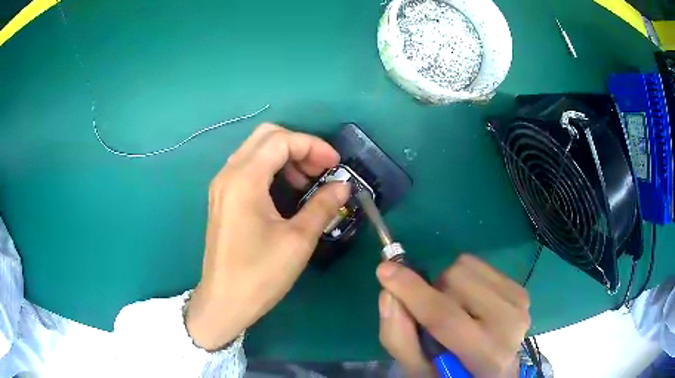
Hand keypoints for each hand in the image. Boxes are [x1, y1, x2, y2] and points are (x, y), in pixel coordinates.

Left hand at [186, 124, 349, 349]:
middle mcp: (228, 174)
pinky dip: (272, 169)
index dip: (313, 146)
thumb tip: (343, 185)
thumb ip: (323, 205)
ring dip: (286, 156)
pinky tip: (289, 190)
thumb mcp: (298, 240)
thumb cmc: (260, 274)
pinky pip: (249, 167)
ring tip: (309, 181)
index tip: (336, 165)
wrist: (225, 302)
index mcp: (244, 179)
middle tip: (322, 169)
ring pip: (257, 150)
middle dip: (299, 146)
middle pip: (266, 136)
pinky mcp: (223, 198)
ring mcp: (223, 185)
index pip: (281, 141)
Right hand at [377, 255, 529, 377]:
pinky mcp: (520, 290)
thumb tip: (388, 293)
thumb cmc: (452, 374)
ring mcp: (519, 304)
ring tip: (455, 311)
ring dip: (449, 286)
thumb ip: (400, 338)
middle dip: (432, 293)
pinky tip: (471, 304)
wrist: (495, 371)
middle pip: (455, 281)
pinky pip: (479, 265)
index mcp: (485, 356)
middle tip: (434, 317)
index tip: (383, 270)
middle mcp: (510, 325)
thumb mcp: (419, 370)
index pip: (446, 318)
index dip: (412, 292)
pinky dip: (465, 280)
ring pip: (466, 266)